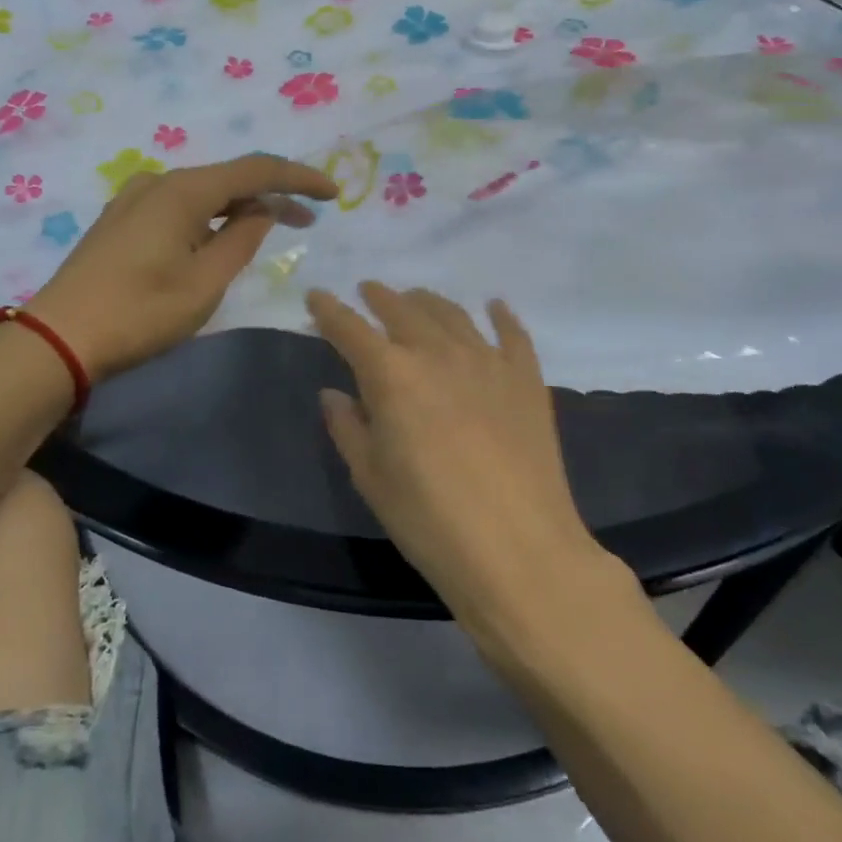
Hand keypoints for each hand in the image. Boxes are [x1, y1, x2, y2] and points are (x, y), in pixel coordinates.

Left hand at [29, 154, 337, 379]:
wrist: (59, 337)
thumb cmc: (139, 313)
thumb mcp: (204, 283)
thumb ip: (241, 239)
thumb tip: (262, 210)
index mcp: (182, 190)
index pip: (255, 169)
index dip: (298, 178)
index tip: (332, 193)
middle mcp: (158, 181)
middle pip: (228, 178)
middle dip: (271, 195)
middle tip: (308, 219)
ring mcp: (134, 199)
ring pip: (202, 193)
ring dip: (239, 208)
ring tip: (270, 230)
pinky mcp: (121, 220)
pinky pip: (179, 207)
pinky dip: (209, 217)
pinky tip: (219, 237)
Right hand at [307, 282, 617, 622]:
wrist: (519, 550)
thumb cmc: (429, 519)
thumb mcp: (370, 477)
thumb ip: (348, 427)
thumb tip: (334, 394)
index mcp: (391, 374)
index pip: (350, 329)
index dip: (329, 310)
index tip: (316, 297)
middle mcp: (437, 353)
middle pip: (402, 309)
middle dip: (379, 297)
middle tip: (367, 291)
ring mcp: (487, 361)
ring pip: (452, 314)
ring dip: (427, 301)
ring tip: (416, 298)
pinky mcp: (526, 379)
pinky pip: (512, 334)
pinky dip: (500, 316)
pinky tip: (494, 307)